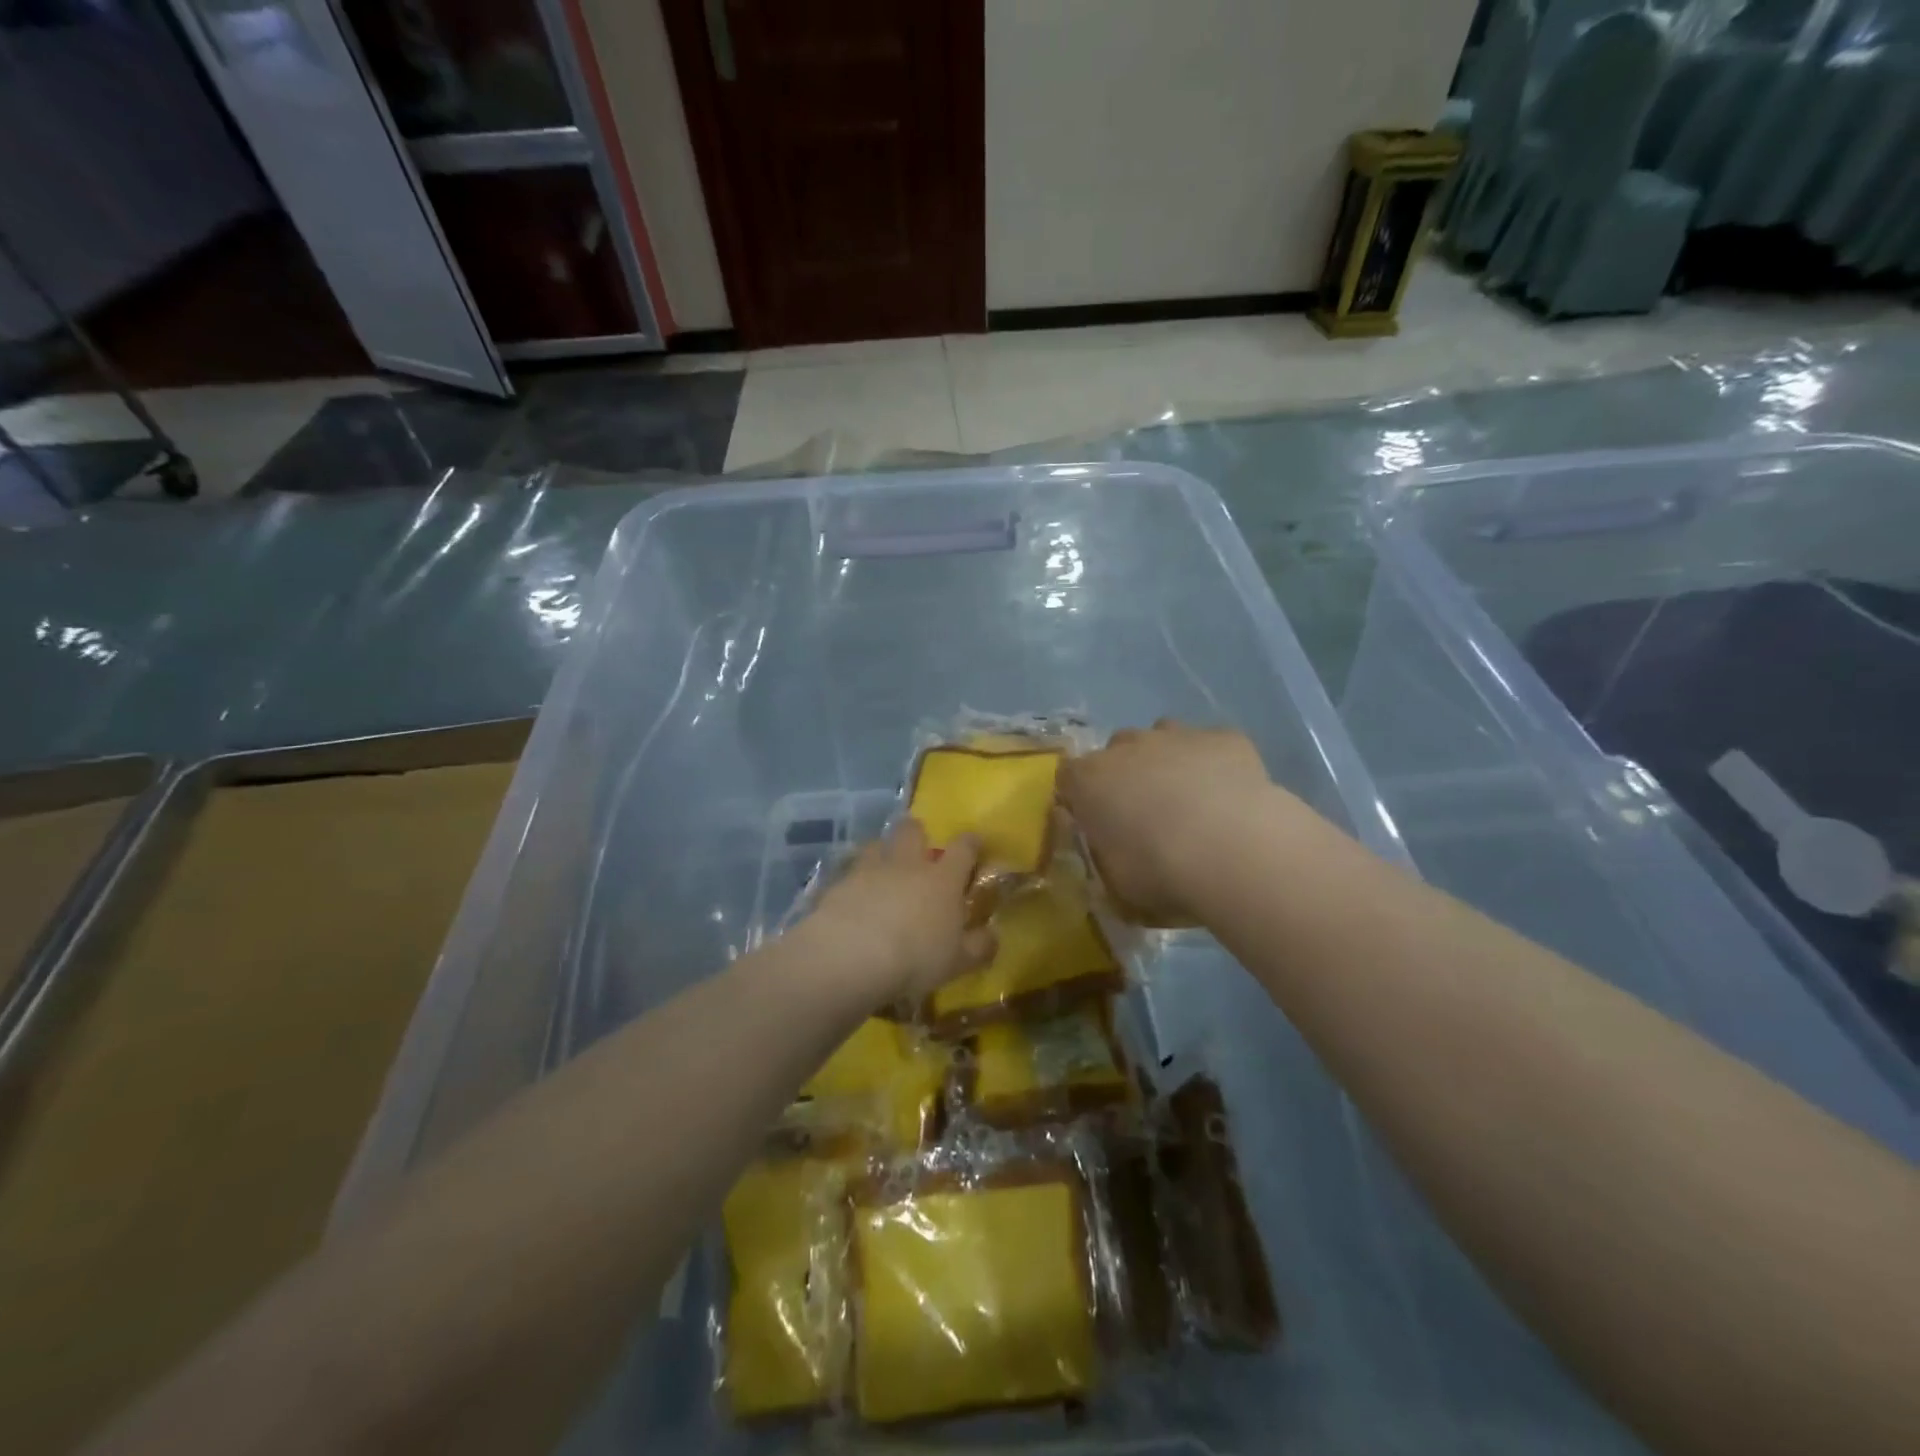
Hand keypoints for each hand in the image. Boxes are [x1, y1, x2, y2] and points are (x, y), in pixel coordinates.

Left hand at [802, 819, 995, 1003]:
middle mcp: (907, 865)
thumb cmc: (916, 958)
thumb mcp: (958, 962)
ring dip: (881, 852)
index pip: (964, 848)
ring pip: (876, 845)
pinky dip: (852, 881)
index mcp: (943, 879)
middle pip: (912, 831)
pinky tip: (850, 899)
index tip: (974, 843)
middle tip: (917, 848)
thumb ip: (979, 946)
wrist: (851, 956)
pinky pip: (847, 872)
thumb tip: (992, 935)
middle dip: (916, 833)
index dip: (971, 843)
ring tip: (880, 870)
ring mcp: (869, 870)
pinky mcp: (838, 883)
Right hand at [1059, 721, 1279, 924]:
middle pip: (1116, 750)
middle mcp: (1127, 747)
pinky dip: (1214, 763)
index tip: (1095, 822)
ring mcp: (1176, 735)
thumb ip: (1106, 858)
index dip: (1080, 797)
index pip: (1068, 777)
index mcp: (1089, 781)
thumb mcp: (1117, 884)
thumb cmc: (1161, 874)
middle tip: (1145, 815)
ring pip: (1162, 736)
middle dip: (1126, 775)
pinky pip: (1211, 744)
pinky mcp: (1223, 737)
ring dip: (1167, 760)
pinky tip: (1230, 794)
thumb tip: (1110, 851)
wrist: (1234, 852)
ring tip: (1189, 800)